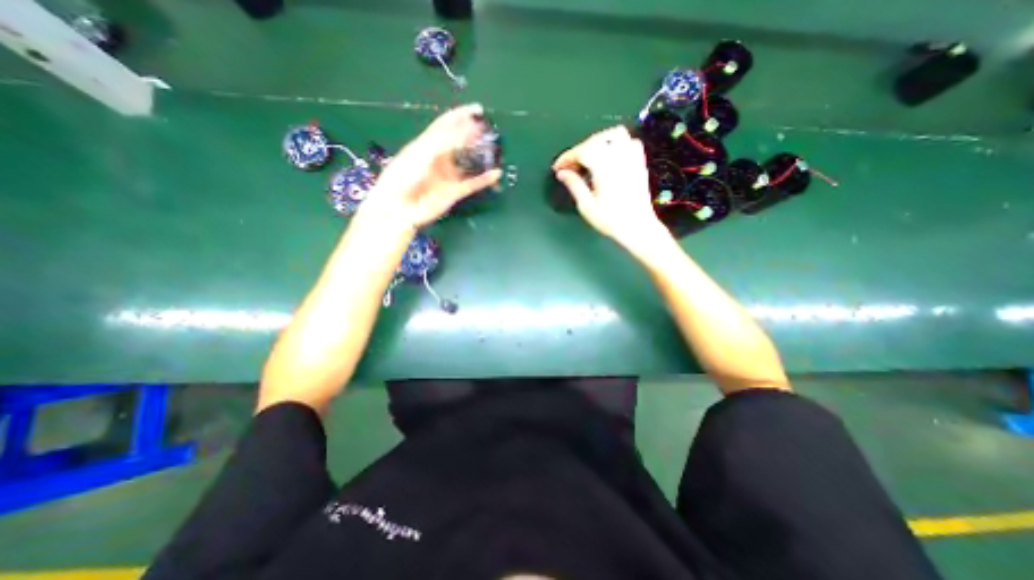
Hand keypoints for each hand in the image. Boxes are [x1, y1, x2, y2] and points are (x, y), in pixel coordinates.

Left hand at [360, 101, 505, 227]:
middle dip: (475, 136)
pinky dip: (485, 180)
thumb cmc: (405, 175)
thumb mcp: (422, 151)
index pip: (446, 125)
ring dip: (482, 158)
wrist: (400, 207)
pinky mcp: (455, 192)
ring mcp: (448, 176)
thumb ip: (445, 140)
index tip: (478, 109)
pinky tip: (496, 174)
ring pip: (469, 164)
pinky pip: (473, 184)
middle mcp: (440, 158)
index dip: (461, 115)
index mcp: (427, 144)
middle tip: (491, 131)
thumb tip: (468, 128)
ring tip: (496, 151)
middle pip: (461, 143)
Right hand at [552, 127, 666, 248]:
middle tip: (571, 166)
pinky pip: (629, 141)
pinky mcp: (639, 162)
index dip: (567, 157)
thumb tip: (562, 173)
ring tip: (588, 157)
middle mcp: (619, 158)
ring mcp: (632, 158)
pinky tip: (609, 157)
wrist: (637, 227)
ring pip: (614, 134)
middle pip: (596, 140)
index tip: (558, 167)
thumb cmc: (611, 220)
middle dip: (580, 150)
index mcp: (605, 168)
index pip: (582, 151)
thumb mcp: (587, 206)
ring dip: (598, 141)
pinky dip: (616, 144)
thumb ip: (574, 185)